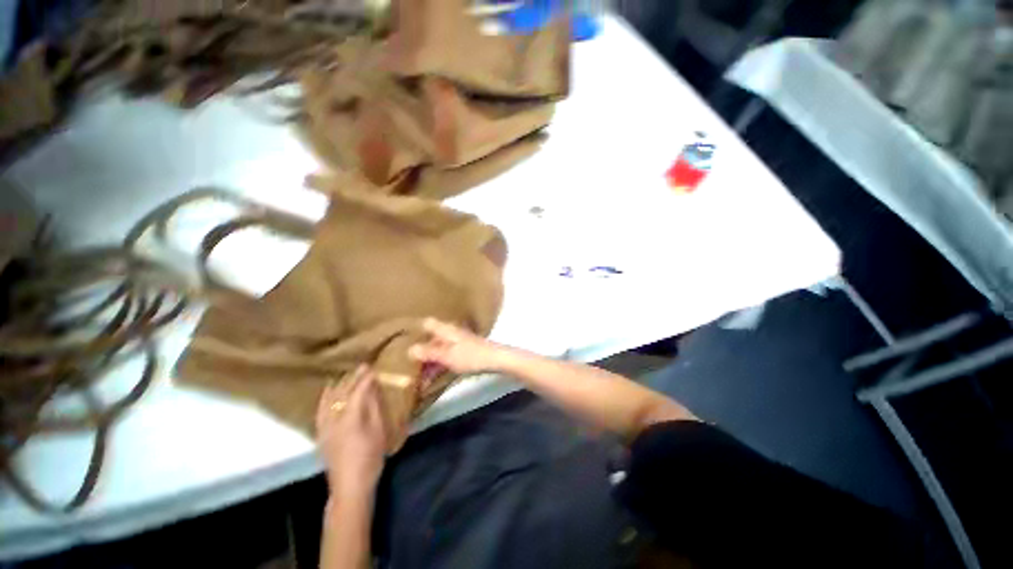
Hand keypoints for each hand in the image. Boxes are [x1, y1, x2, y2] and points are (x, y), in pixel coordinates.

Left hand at [316, 366, 387, 496]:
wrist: (349, 487)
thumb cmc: (370, 459)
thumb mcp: (379, 432)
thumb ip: (375, 408)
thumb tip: (374, 389)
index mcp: (350, 420)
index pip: (357, 392)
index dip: (365, 378)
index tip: (373, 367)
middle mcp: (333, 420)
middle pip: (341, 393)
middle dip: (352, 378)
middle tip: (362, 367)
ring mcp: (324, 428)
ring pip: (328, 400)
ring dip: (338, 385)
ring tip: (346, 375)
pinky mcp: (320, 434)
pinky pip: (320, 410)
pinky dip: (325, 398)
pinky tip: (329, 392)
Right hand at [408, 318, 510, 374]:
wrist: (495, 359)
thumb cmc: (471, 355)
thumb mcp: (447, 356)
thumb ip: (429, 352)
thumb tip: (409, 349)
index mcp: (445, 330)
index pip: (427, 323)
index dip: (415, 329)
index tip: (401, 340)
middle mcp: (449, 333)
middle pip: (430, 339)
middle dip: (419, 351)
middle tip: (405, 365)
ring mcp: (456, 343)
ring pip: (437, 350)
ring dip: (427, 362)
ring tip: (415, 378)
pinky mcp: (462, 352)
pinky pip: (444, 357)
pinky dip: (437, 366)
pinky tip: (430, 379)